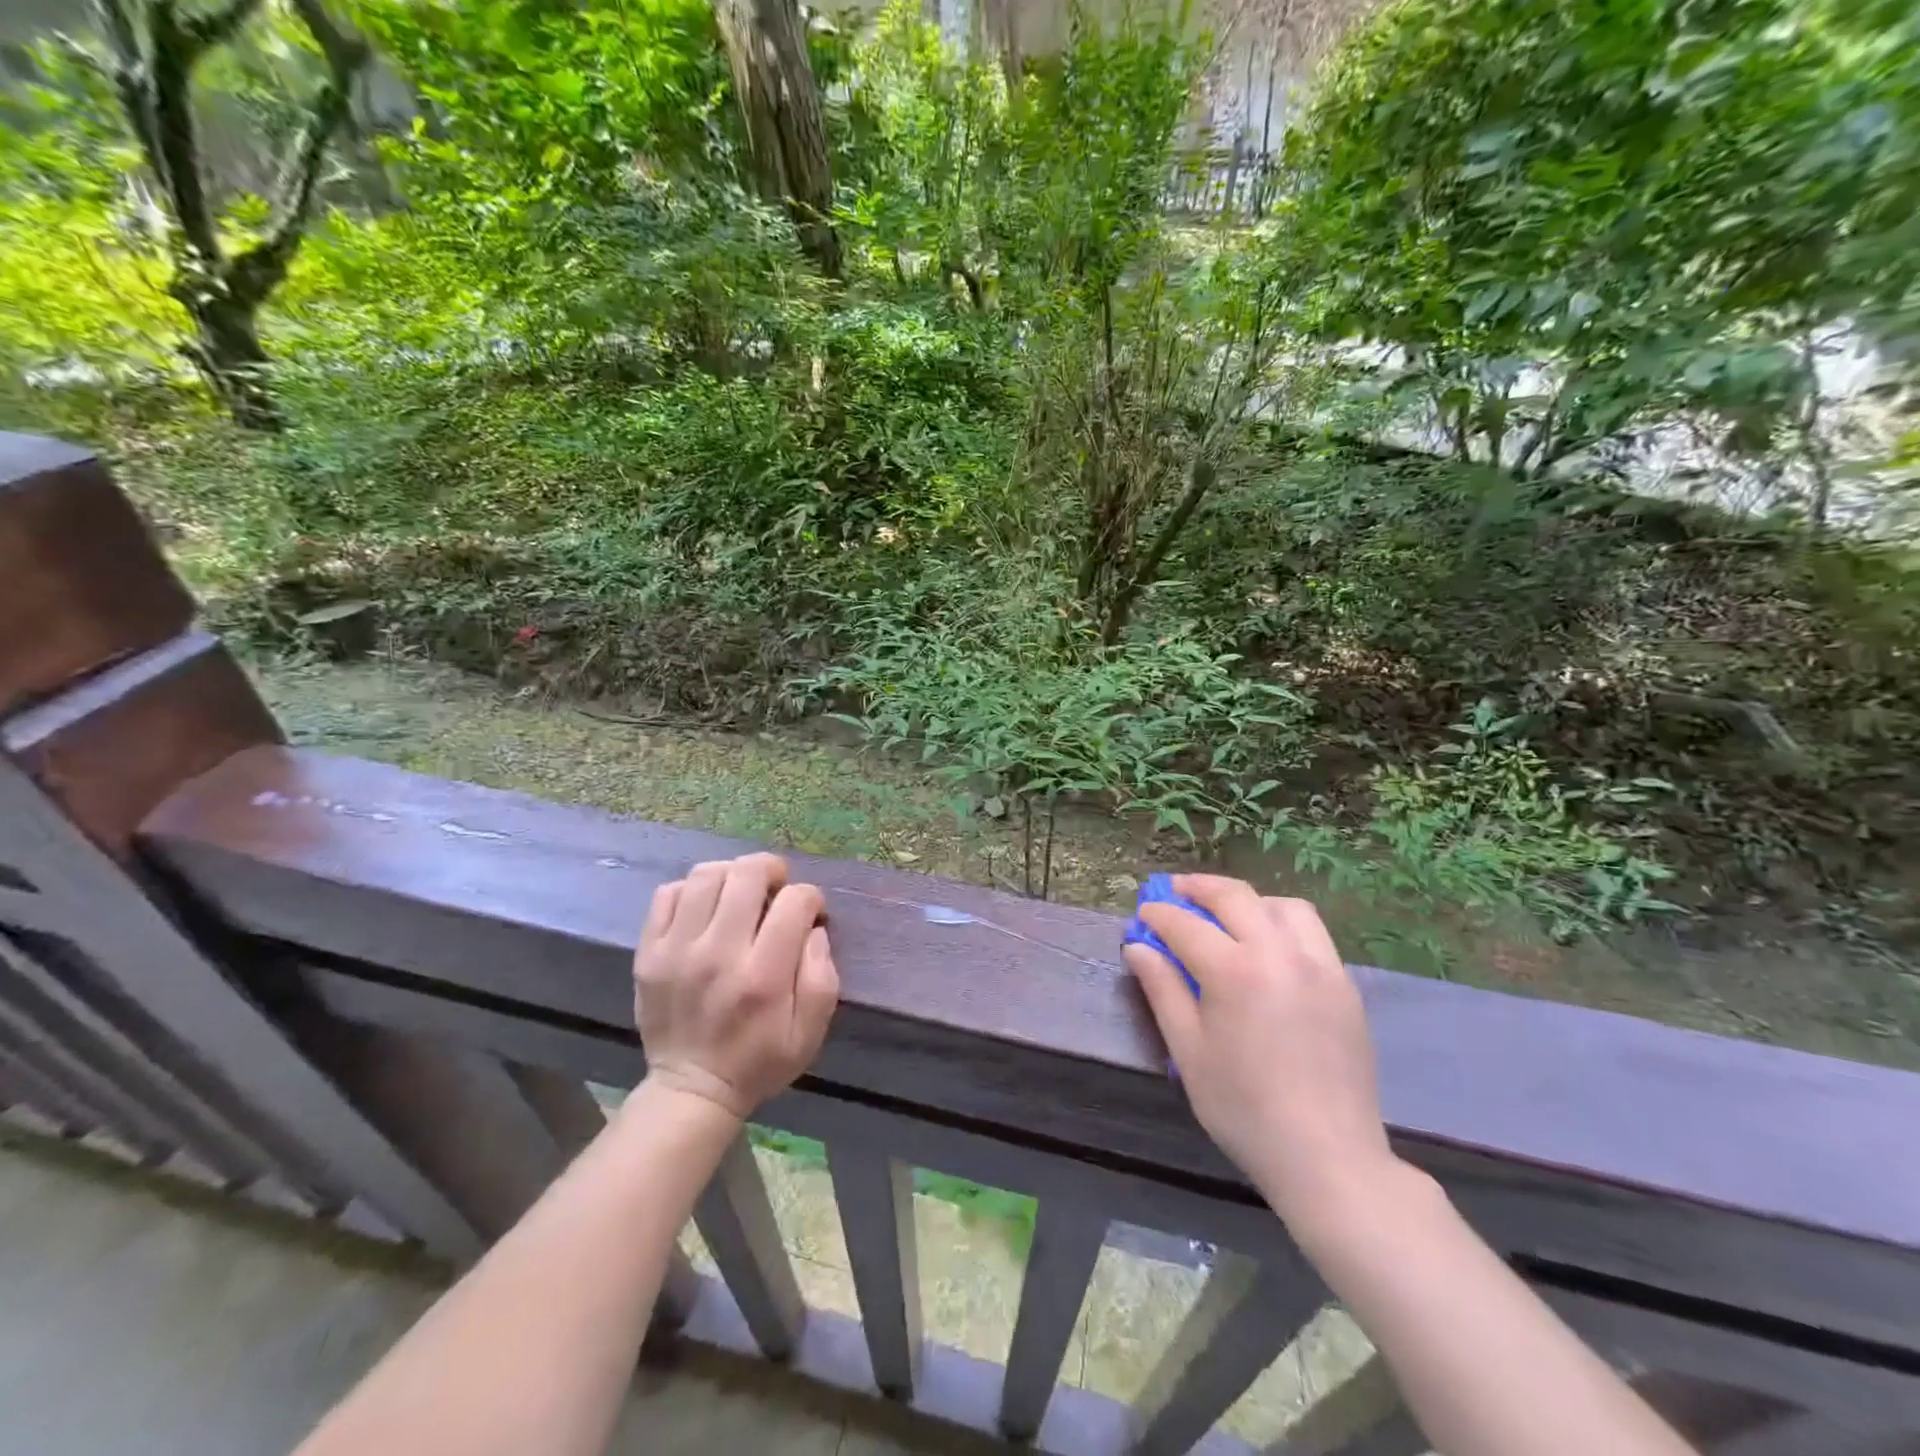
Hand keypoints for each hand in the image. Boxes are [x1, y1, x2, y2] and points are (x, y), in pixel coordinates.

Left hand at [633, 853, 839, 1119]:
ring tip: (740, 892)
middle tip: (776, 887)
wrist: (691, 1090)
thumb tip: (814, 927)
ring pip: (706, 875)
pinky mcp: (647, 953)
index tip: (809, 913)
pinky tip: (705, 908)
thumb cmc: (760, 1060)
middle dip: (772, 870)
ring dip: (732, 874)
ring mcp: (676, 951)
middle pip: (747, 874)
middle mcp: (718, 955)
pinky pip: (667, 894)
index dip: (810, 898)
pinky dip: (691, 890)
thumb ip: (822, 975)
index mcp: (763, 976)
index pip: (794, 901)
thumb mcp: (811, 1032)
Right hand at [1123, 875, 1395, 1234]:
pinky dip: (1282, 922)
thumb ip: (1162, 990)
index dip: (1158, 914)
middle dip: (1199, 888)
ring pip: (1282, 906)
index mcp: (1234, 971)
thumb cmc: (1243, 1109)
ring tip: (1226, 913)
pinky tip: (1268, 946)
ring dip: (1248, 900)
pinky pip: (1312, 933)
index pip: (1185, 924)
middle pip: (1235, 897)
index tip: (1143, 913)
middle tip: (1176, 891)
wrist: (1328, 1157)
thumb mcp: (1188, 1051)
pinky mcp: (1344, 985)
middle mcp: (1279, 954)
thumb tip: (1137, 947)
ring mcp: (1320, 966)